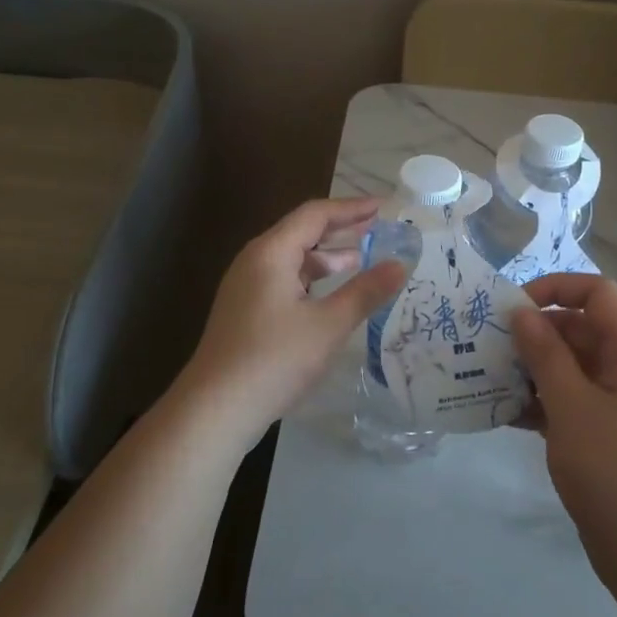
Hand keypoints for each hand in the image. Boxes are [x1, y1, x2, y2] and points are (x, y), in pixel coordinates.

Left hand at [179, 197, 406, 447]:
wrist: (216, 408)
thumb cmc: (274, 359)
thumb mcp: (328, 325)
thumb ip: (365, 292)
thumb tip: (400, 265)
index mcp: (271, 252)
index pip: (315, 214)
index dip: (351, 208)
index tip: (384, 208)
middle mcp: (255, 261)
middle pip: (301, 232)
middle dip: (341, 230)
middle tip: (378, 231)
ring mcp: (246, 287)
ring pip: (292, 260)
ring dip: (326, 257)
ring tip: (362, 260)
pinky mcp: (245, 311)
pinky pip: (284, 281)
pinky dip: (312, 280)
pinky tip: (331, 296)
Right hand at [511, 274, 616, 587]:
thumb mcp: (573, 407)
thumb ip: (545, 354)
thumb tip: (521, 312)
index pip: (598, 294)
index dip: (555, 288)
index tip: (512, 308)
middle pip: (581, 330)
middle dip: (535, 333)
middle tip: (486, 347)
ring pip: (571, 368)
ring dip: (531, 369)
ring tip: (486, 378)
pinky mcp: (606, 436)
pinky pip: (570, 402)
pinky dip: (540, 402)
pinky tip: (502, 412)